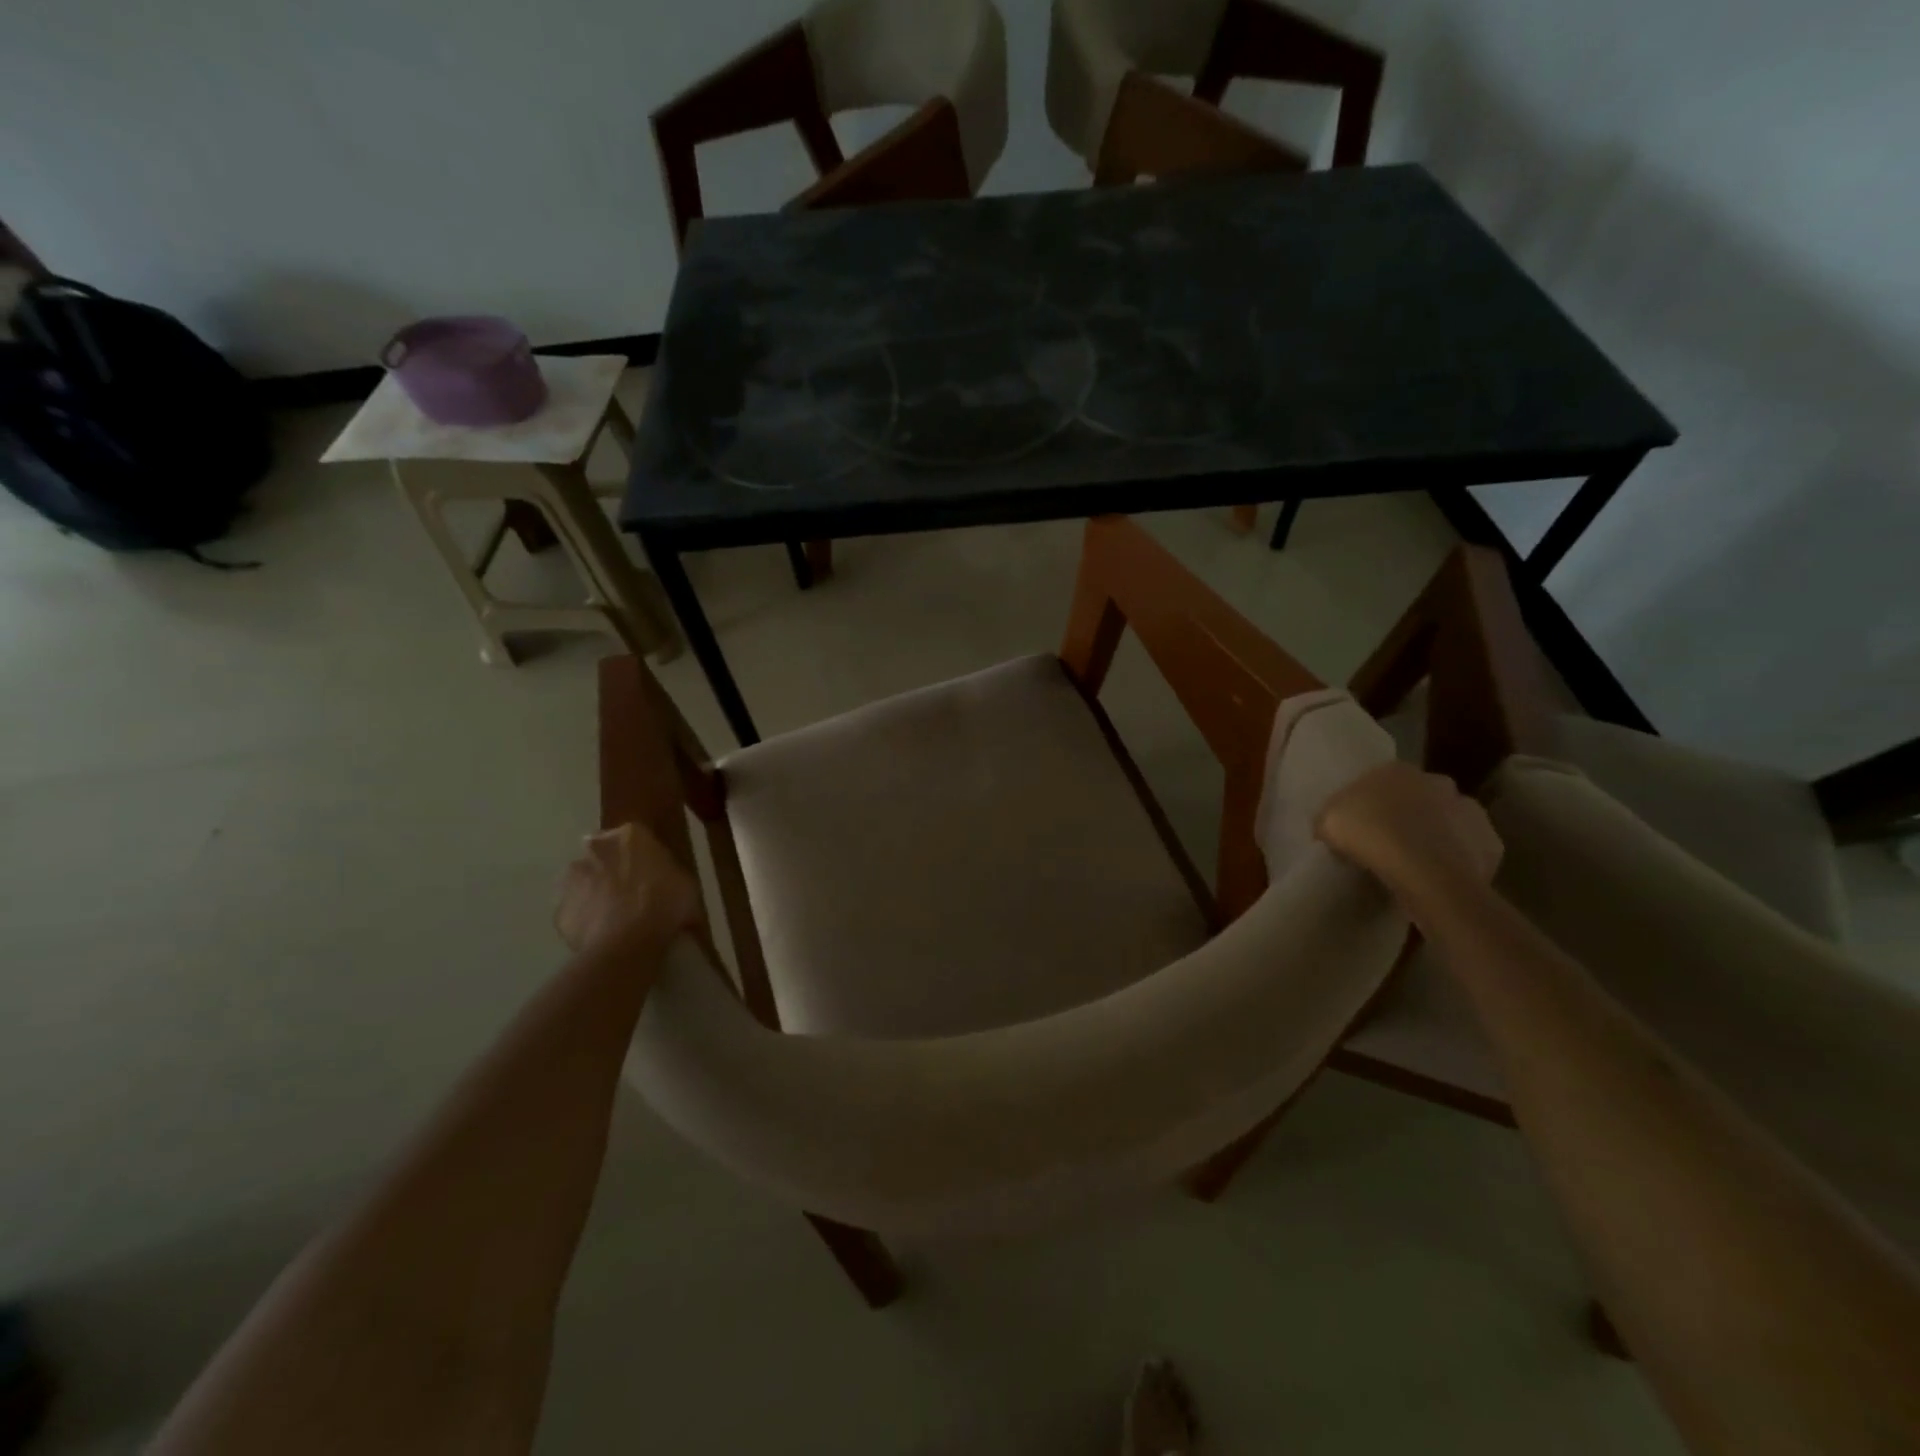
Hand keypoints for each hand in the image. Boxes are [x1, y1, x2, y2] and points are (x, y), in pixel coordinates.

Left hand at [554, 823, 701, 954]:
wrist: (628, 944)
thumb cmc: (665, 905)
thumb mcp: (686, 885)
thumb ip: (669, 876)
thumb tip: (668, 886)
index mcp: (631, 835)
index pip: (635, 839)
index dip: (643, 859)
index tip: (652, 878)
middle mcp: (595, 848)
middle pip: (603, 855)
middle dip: (612, 870)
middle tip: (631, 895)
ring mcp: (571, 878)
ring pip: (583, 882)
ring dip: (594, 894)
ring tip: (615, 920)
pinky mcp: (558, 910)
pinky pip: (575, 913)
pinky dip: (585, 921)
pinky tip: (602, 938)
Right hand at [1315, 761, 1502, 900]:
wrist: (1424, 871)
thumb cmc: (1368, 834)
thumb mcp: (1326, 821)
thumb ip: (1331, 817)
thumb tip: (1334, 826)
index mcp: (1396, 770)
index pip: (1381, 780)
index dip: (1370, 803)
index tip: (1360, 825)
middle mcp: (1437, 781)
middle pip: (1419, 797)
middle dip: (1409, 814)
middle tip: (1388, 842)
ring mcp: (1470, 811)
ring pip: (1448, 822)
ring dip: (1436, 836)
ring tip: (1415, 864)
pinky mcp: (1491, 843)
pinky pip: (1467, 851)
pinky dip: (1456, 860)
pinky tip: (1438, 877)